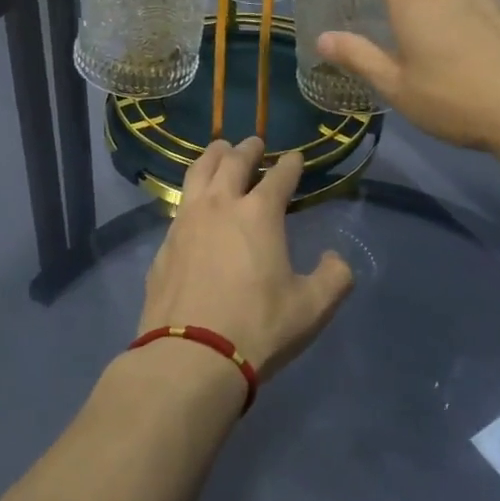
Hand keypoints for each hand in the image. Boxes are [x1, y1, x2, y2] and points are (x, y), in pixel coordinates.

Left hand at [137, 137, 353, 384]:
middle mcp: (220, 205)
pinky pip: (179, 205)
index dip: (290, 165)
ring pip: (198, 173)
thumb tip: (335, 259)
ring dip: (212, 157)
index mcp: (258, 213)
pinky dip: (192, 194)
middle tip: (254, 144)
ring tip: (219, 151)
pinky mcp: (164, 244)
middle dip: (247, 149)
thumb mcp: (311, 308)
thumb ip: (333, 278)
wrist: (190, 356)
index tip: (296, 158)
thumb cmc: (257, 327)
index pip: (279, 176)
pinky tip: (194, 205)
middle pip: (232, 162)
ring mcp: (186, 221)